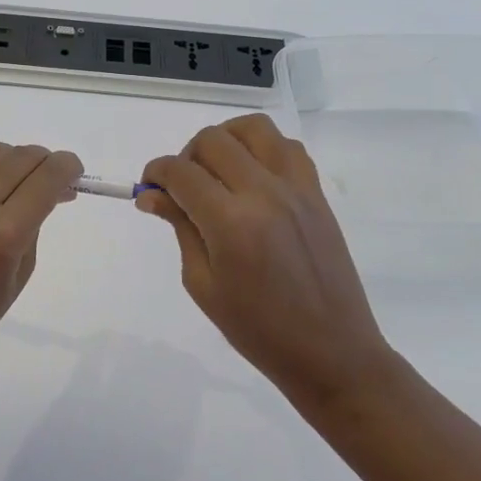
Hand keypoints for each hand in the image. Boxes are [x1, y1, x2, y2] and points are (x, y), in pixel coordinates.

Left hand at [0, 141, 83, 388]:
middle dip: (42, 162)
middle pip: (19, 158)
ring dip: (7, 159)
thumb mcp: (21, 272)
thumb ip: (37, 221)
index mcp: (3, 235)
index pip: (46, 178)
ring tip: (8, 179)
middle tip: (45, 177)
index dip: (67, 167)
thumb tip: (53, 187)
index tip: (72, 170)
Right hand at [137, 114, 395, 407]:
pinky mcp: (316, 192)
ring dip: (226, 139)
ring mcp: (295, 188)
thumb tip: (152, 194)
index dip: (156, 172)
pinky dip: (262, 148)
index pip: (181, 172)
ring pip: (253, 128)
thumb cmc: (258, 330)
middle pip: (213, 140)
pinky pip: (287, 146)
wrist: (331, 352)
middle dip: (186, 156)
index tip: (149, 187)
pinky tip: (253, 176)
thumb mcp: (203, 284)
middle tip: (183, 188)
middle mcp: (264, 193)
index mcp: (231, 223)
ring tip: (218, 171)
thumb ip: (180, 228)